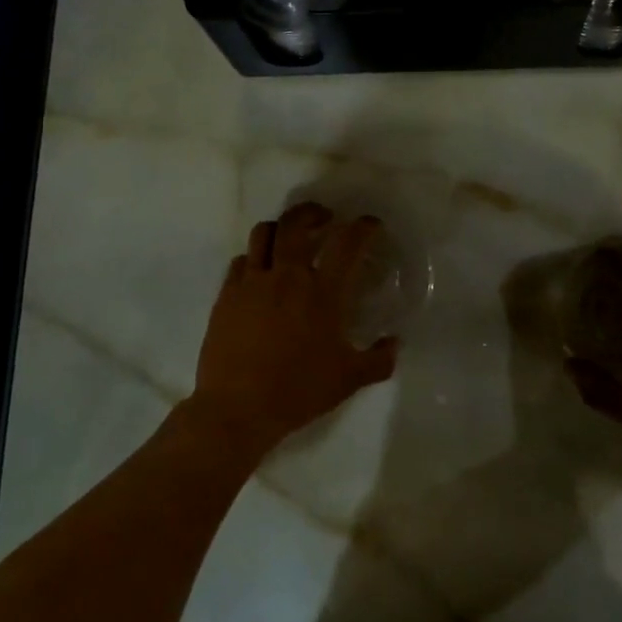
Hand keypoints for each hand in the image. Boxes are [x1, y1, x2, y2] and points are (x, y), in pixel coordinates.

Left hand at [187, 202, 400, 458]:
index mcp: (322, 293)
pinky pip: (240, 261)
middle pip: (296, 224)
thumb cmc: (298, 392)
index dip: (363, 228)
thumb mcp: (349, 380)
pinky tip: (260, 271)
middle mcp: (287, 277)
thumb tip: (395, 343)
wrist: (237, 409)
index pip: (347, 245)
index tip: (370, 224)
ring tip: (288, 238)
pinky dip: (254, 257)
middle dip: (312, 212)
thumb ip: (379, 359)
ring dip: (280, 229)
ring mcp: (252, 283)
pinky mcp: (226, 295)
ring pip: (263, 233)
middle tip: (324, 218)